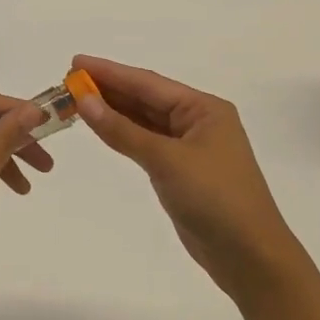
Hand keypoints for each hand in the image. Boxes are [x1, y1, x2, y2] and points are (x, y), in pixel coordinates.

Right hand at [72, 55, 306, 301]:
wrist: (250, 257)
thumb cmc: (214, 199)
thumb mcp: (165, 160)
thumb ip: (122, 130)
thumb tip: (85, 100)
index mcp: (204, 109)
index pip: (148, 83)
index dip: (109, 71)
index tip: (75, 62)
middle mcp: (198, 121)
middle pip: (146, 98)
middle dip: (109, 89)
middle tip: (69, 81)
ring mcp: (191, 147)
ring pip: (145, 121)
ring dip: (113, 111)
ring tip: (77, 100)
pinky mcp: (182, 171)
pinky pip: (147, 143)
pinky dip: (124, 134)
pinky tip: (102, 127)